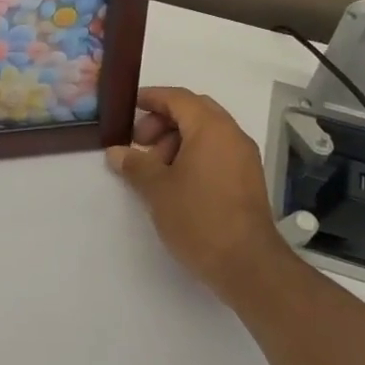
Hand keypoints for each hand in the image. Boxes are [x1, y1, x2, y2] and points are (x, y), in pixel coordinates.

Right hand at [107, 87, 292, 305]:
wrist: (248, 266)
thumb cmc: (199, 218)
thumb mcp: (157, 189)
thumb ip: (135, 164)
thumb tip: (116, 152)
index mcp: (211, 128)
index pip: (178, 98)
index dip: (151, 98)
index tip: (128, 107)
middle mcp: (232, 135)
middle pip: (194, 111)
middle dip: (162, 121)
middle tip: (139, 143)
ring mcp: (244, 158)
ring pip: (206, 133)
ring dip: (176, 140)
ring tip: (154, 169)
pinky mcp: (247, 180)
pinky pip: (216, 152)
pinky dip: (193, 155)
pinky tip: (175, 182)